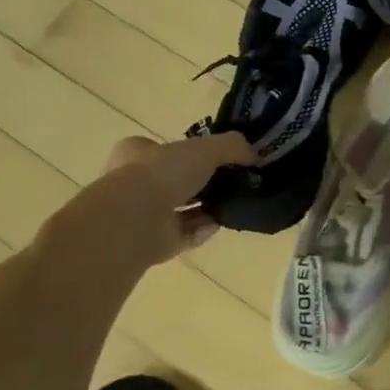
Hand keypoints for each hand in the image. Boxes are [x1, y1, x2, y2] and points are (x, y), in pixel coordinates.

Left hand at [41, 133, 258, 281]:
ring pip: (180, 210)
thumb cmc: (162, 173)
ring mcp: (141, 216)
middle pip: (175, 181)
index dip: (191, 152)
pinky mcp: (151, 243)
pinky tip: (221, 224)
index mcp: (136, 153)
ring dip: (206, 208)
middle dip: (203, 183)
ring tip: (235, 203)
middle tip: (232, 182)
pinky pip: (184, 234)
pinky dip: (203, 230)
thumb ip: (232, 146)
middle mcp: (133, 183)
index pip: (164, 149)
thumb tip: (256, 154)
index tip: (219, 159)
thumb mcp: (206, 148)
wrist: (133, 220)